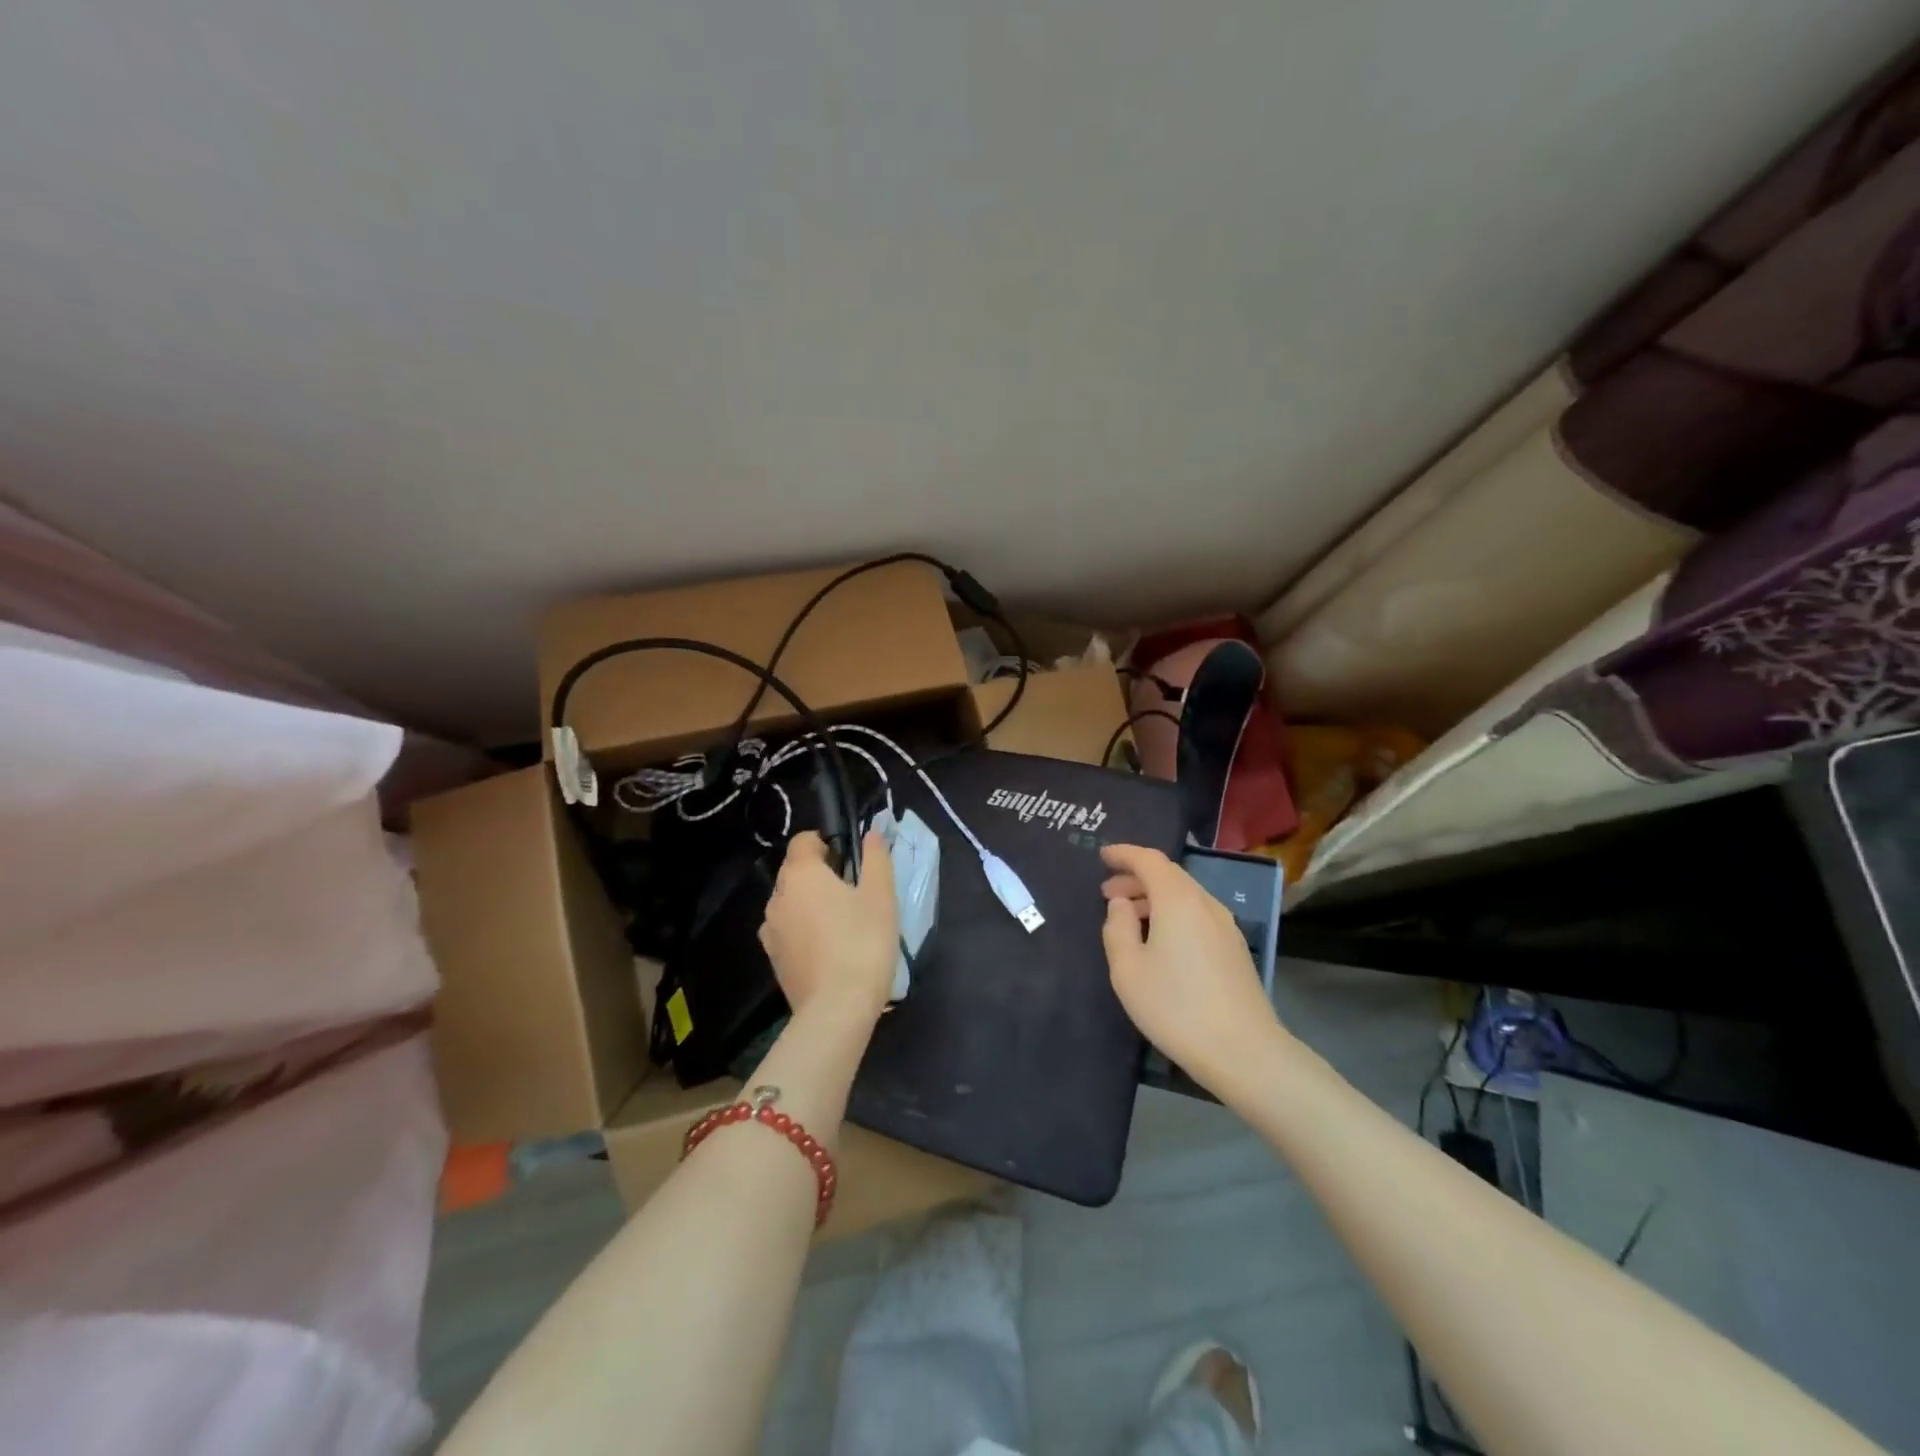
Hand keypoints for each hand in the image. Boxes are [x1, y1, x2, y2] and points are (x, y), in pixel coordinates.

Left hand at [760, 830, 897, 1024]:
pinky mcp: (773, 959)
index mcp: (801, 874)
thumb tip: (872, 834)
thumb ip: (875, 858)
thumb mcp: (881, 895)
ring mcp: (771, 930)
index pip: (802, 841)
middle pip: (795, 872)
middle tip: (852, 893)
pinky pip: (788, 931)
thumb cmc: (863, 942)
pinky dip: (804, 931)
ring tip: (841, 924)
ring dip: (810, 904)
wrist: (837, 1008)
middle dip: (819, 875)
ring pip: (790, 903)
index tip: (848, 859)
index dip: (824, 843)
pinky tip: (829, 950)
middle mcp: (777, 897)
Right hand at [1100, 844, 1287, 1092]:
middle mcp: (1205, 903)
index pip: (1149, 860)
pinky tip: (1160, 941)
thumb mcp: (1128, 969)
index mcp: (1178, 900)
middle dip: (1136, 878)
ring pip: (1184, 896)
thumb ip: (1117, 928)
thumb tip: (1121, 904)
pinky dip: (1173, 914)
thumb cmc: (1176, 1007)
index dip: (1124, 854)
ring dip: (1154, 898)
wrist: (1244, 1051)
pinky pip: (1197, 914)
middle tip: (1107, 894)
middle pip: (1169, 876)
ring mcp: (1226, 926)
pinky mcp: (1235, 948)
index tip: (1102, 856)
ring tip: (1129, 918)